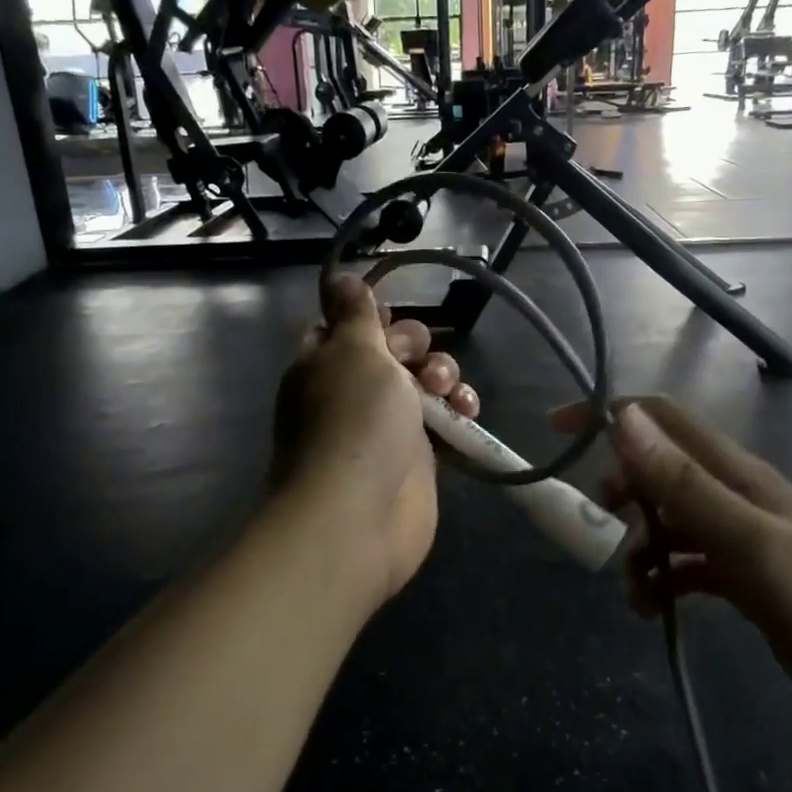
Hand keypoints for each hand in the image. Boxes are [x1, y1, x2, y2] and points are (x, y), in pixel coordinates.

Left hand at [273, 275, 479, 605]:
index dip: (370, 317)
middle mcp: (350, 393)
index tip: (389, 318)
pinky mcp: (416, 456)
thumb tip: (337, 276)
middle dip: (415, 346)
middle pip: (391, 351)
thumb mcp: (353, 350)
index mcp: (322, 364)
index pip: (342, 327)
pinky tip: (468, 410)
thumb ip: (354, 312)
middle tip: (416, 362)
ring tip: (447, 391)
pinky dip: (458, 411)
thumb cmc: (353, 420)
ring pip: (422, 383)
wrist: (359, 515)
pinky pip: (443, 421)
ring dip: (443, 376)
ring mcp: (383, 427)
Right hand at [555, 397, 791, 735]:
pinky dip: (661, 579)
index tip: (558, 430)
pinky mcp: (741, 576)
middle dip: (620, 491)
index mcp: (733, 472)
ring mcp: (737, 535)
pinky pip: (683, 564)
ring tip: (636, 594)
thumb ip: (685, 483)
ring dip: (639, 547)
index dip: (609, 414)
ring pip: (666, 520)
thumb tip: (626, 421)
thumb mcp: (748, 541)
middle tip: (604, 527)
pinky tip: (654, 610)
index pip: (661, 418)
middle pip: (656, 469)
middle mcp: (731, 493)